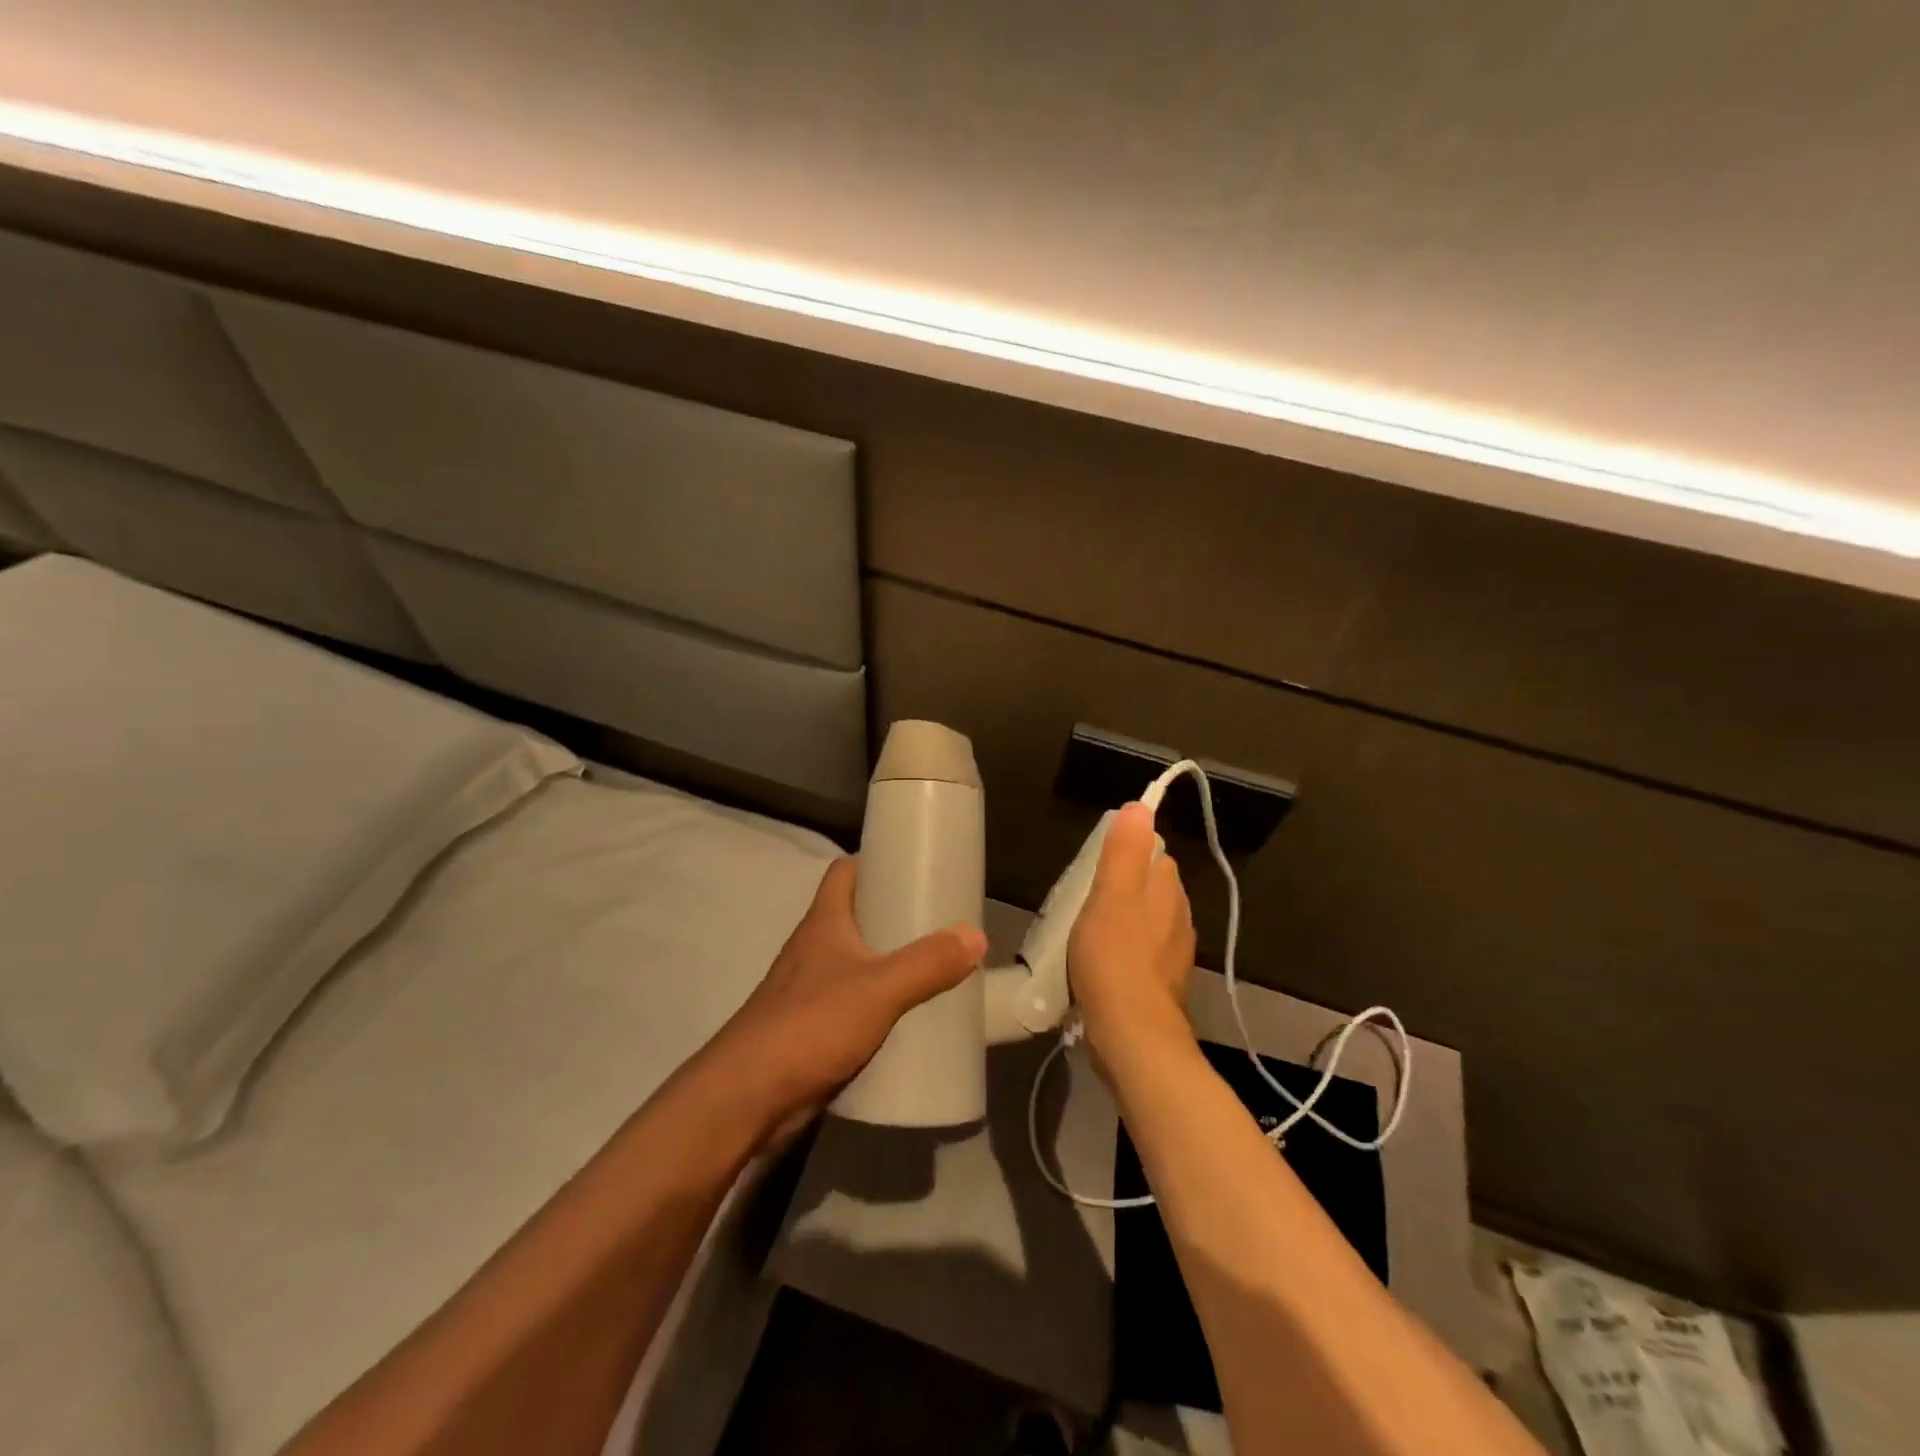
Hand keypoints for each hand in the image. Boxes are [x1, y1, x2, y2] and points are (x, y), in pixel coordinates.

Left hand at [712, 857, 985, 1135]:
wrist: (748, 1098)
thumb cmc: (810, 1025)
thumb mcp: (879, 989)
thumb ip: (927, 963)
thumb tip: (976, 935)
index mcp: (823, 923)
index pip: (844, 872)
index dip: (874, 861)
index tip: (913, 865)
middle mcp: (814, 949)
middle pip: (855, 916)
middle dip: (894, 915)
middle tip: (939, 921)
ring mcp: (809, 990)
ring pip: (855, 962)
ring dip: (888, 962)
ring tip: (934, 966)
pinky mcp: (812, 1029)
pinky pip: (853, 1003)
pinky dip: (879, 1003)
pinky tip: (907, 1017)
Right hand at [1068, 802, 1197, 1064]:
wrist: (1133, 1037)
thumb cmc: (1115, 959)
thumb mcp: (1110, 896)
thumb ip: (1124, 851)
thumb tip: (1140, 806)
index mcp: (1167, 889)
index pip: (1152, 853)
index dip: (1124, 855)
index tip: (1093, 869)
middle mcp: (1179, 916)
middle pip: (1149, 887)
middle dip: (1122, 887)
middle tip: (1082, 901)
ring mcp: (1175, 953)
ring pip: (1147, 921)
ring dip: (1123, 921)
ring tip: (1086, 934)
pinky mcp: (1164, 984)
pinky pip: (1143, 953)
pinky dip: (1125, 953)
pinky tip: (1101, 966)